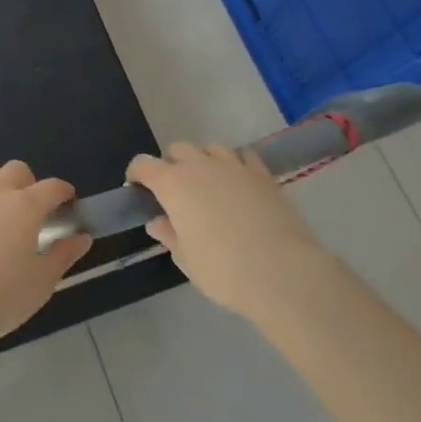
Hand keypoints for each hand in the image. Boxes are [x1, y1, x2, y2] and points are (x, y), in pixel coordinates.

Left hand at [0, 157, 91, 345]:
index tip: (67, 200)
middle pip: (16, 168)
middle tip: (30, 205)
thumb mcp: (43, 282)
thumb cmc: (2, 297)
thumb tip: (82, 238)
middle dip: (28, 181)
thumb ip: (64, 256)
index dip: (63, 190)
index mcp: (26, 207)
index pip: (52, 187)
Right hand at [127, 142, 323, 320]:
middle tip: (176, 192)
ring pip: (210, 148)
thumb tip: (156, 221)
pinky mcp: (262, 174)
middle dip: (171, 165)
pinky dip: (235, 164)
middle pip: (177, 149)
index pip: (144, 164)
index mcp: (173, 184)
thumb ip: (168, 235)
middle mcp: (200, 166)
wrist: (283, 273)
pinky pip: (243, 156)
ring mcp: (234, 166)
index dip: (137, 173)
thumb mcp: (186, 259)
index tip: (137, 189)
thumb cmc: (224, 271)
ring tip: (209, 184)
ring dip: (203, 160)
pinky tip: (238, 183)